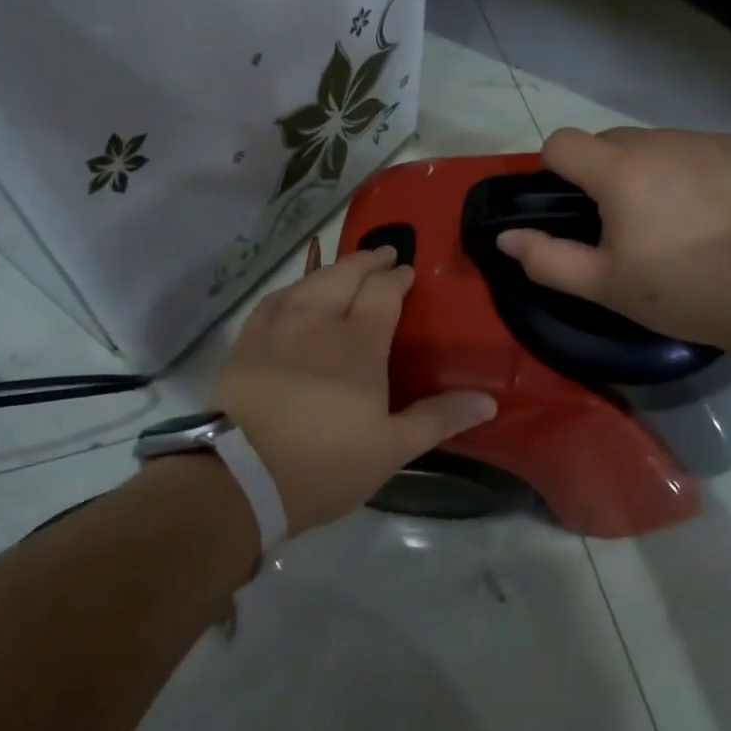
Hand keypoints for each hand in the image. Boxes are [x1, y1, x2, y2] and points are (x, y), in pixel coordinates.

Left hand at [214, 242, 497, 534]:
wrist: (240, 477)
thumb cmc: (325, 463)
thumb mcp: (391, 448)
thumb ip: (439, 418)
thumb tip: (489, 401)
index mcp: (359, 343)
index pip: (382, 292)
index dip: (397, 277)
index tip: (407, 271)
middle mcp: (319, 320)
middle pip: (345, 275)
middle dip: (368, 260)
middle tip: (384, 253)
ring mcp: (278, 326)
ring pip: (309, 281)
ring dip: (332, 268)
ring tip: (345, 268)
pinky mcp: (247, 340)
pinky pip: (275, 299)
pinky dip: (294, 288)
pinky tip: (297, 293)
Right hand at [495, 126, 730, 354]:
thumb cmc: (685, 291)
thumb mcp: (605, 286)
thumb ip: (547, 259)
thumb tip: (505, 237)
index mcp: (619, 171)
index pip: (561, 142)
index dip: (556, 171)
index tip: (575, 209)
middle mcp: (659, 141)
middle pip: (608, 140)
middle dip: (603, 172)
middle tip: (626, 224)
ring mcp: (706, 139)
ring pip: (655, 144)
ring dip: (648, 170)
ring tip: (675, 219)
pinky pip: (698, 148)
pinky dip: (692, 170)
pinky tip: (714, 210)